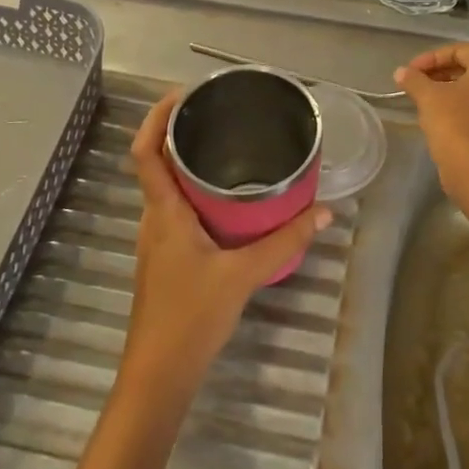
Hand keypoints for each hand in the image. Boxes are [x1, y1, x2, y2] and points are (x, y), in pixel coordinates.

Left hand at [121, 91, 329, 399]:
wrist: (159, 374)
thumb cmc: (191, 318)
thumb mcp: (243, 275)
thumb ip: (284, 242)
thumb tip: (322, 211)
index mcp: (164, 213)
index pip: (145, 152)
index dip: (156, 117)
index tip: (183, 94)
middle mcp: (154, 220)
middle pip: (156, 164)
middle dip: (180, 135)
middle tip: (218, 116)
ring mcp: (156, 241)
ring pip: (167, 189)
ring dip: (187, 165)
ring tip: (226, 150)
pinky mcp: (165, 259)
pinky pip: (176, 211)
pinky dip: (195, 194)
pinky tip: (225, 202)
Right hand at [395, 44, 468, 186]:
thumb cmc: (453, 120)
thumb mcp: (428, 95)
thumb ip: (414, 79)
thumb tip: (401, 72)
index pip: (461, 50)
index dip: (433, 57)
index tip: (412, 70)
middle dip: (440, 72)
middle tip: (417, 81)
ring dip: (449, 88)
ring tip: (425, 97)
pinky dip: (460, 104)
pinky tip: (438, 114)